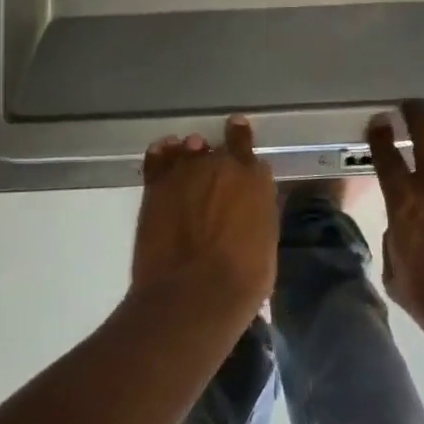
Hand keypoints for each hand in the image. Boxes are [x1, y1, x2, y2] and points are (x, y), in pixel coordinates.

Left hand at [132, 115, 277, 322]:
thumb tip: (251, 206)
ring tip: (189, 156)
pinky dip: (162, 153)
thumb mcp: (266, 244)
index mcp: (254, 179)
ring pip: (189, 148)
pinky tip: (164, 151)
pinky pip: (158, 157)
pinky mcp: (156, 185)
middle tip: (215, 167)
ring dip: (191, 152)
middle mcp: (221, 165)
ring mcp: (186, 171)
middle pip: (219, 148)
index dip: (242, 138)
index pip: (247, 146)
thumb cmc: (242, 280)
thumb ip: (258, 213)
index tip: (238, 130)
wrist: (193, 294)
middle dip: (217, 156)